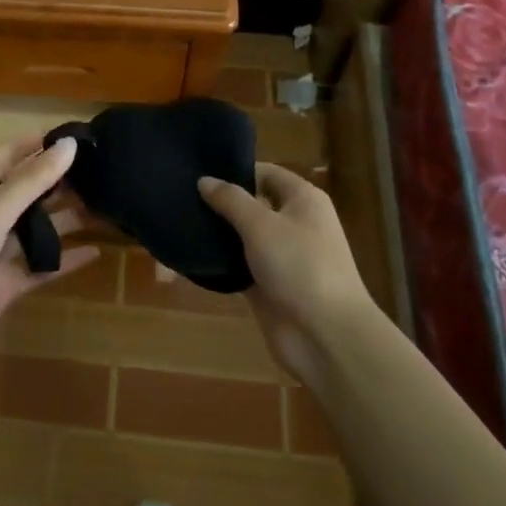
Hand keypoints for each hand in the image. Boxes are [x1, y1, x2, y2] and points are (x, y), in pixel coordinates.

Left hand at [0, 135, 100, 374]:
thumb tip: (69, 144)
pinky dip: (65, 259)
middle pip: (24, 194)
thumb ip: (33, 181)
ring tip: (104, 205)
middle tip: (99, 171)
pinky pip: (40, 266)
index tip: (70, 135)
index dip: (33, 147)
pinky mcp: (5, 285)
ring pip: (35, 229)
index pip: (5, 159)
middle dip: (56, 183)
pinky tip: (95, 252)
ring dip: (65, 219)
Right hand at [198, 164, 375, 382]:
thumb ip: (231, 200)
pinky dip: (221, 262)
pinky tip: (192, 256)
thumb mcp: (261, 225)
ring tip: (179, 223)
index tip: (198, 172)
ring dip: (219, 234)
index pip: (265, 173)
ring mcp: (283, 257)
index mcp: (303, 200)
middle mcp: (295, 223)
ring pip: (245, 237)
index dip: (235, 171)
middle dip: (222, 203)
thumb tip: (204, 180)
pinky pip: (241, 266)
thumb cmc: (300, 266)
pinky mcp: (270, 286)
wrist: (326, 335)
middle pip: (254, 204)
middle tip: (180, 197)